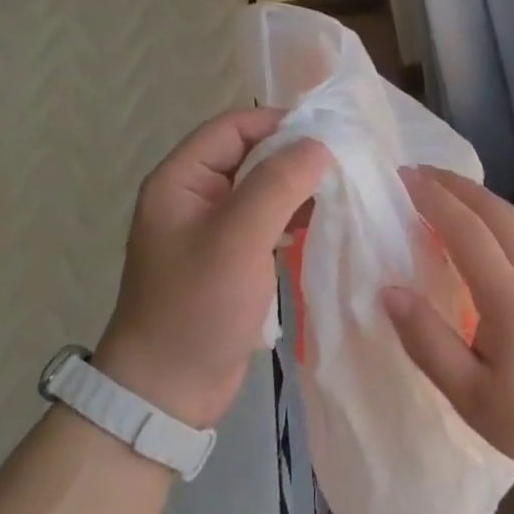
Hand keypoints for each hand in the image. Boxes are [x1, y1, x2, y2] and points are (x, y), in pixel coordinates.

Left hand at [94, 109, 327, 428]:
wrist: (168, 390)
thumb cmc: (197, 306)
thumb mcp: (238, 238)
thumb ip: (278, 184)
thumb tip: (318, 144)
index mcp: (181, 179)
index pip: (234, 127)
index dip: (280, 123)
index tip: (329, 135)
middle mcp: (194, 196)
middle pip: (250, 154)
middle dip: (295, 155)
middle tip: (344, 163)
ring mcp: (212, 229)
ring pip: (262, 188)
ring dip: (298, 186)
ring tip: (341, 191)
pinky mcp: (230, 257)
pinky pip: (265, 220)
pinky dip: (293, 216)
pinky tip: (322, 223)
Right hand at [382, 167, 513, 491]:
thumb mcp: (472, 397)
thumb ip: (428, 342)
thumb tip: (390, 292)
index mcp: (509, 297)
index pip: (465, 230)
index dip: (433, 200)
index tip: (404, 178)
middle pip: (493, 211)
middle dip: (454, 185)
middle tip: (419, 172)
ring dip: (479, 196)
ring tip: (448, 189)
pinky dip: (500, 215)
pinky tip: (491, 225)